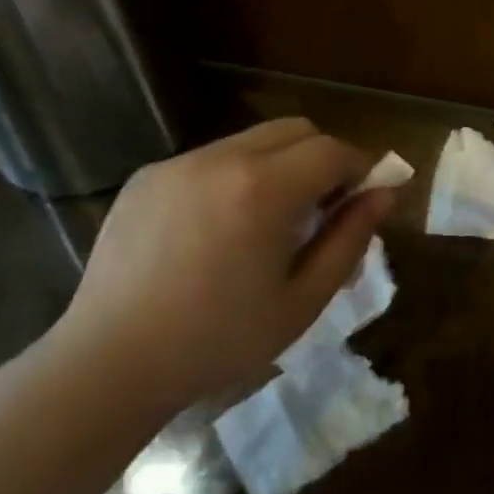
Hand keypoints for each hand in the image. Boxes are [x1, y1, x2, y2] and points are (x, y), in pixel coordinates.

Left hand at [52, 118, 394, 411]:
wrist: (109, 364)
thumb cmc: (218, 341)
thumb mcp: (301, 301)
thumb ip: (349, 240)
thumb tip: (384, 195)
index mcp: (263, 189)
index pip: (332, 150)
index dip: (358, 168)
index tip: (362, 199)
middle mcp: (221, 158)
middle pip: (295, 129)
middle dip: (321, 158)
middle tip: (320, 209)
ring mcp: (178, 163)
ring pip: (251, 140)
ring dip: (277, 166)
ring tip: (265, 222)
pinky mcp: (147, 175)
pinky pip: (209, 159)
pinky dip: (232, 177)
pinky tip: (215, 229)